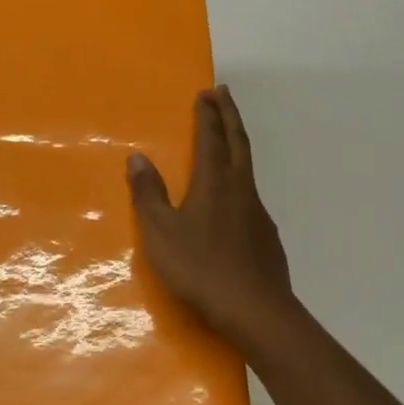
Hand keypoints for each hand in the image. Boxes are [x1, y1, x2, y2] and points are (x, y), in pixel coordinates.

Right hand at [128, 85, 299, 351]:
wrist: (256, 312)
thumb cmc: (201, 269)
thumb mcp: (161, 233)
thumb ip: (149, 195)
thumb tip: (137, 158)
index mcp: (214, 182)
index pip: (211, 138)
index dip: (208, 114)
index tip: (207, 92)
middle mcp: (240, 189)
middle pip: (237, 142)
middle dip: (229, 115)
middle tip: (223, 94)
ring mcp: (258, 212)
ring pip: (247, 167)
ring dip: (236, 145)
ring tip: (226, 140)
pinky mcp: (267, 236)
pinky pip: (251, 196)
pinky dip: (240, 180)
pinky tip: (233, 200)